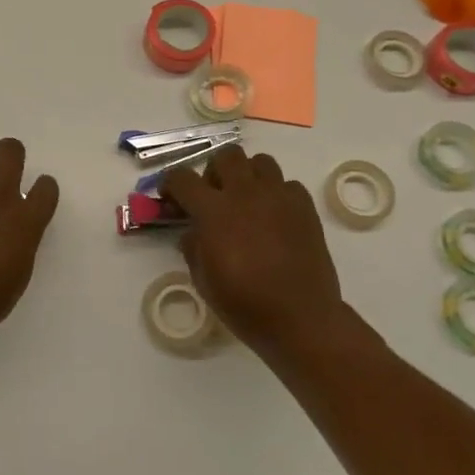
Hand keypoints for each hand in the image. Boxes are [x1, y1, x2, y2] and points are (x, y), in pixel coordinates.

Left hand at [0, 138, 60, 338]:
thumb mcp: (16, 278)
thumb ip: (20, 247)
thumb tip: (15, 236)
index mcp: (26, 222)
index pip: (46, 188)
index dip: (44, 189)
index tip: (38, 197)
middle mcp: (0, 199)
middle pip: (10, 152)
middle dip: (12, 154)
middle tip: (8, 171)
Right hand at [159, 147, 348, 350]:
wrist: (300, 319)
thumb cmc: (244, 304)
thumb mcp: (203, 279)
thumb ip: (193, 246)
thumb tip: (192, 231)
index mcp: (214, 211)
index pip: (182, 178)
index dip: (170, 184)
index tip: (170, 198)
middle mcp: (245, 193)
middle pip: (226, 155)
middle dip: (214, 171)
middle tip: (214, 197)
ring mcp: (279, 197)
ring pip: (260, 162)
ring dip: (247, 176)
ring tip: (246, 201)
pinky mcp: (305, 208)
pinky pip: (287, 185)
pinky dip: (277, 194)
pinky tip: (274, 218)